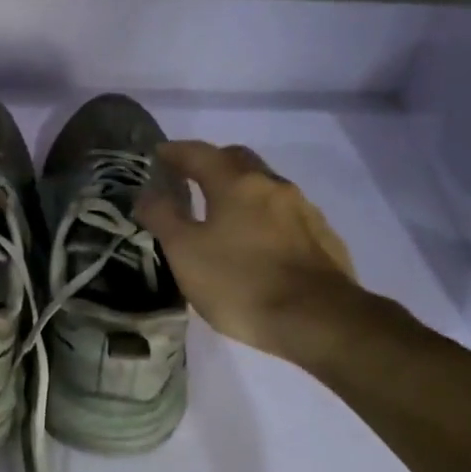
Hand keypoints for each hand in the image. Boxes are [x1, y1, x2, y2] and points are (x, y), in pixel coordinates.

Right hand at [137, 140, 369, 367]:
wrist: (318, 320)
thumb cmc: (240, 283)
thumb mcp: (185, 252)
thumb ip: (163, 217)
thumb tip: (147, 192)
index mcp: (236, 183)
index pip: (199, 153)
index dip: (174, 152)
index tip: (158, 155)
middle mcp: (273, 185)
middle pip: (237, 160)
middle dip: (211, 163)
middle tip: (190, 179)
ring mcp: (303, 210)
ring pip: (265, 187)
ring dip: (240, 191)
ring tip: (223, 214)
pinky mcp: (323, 237)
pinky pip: (285, 215)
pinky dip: (263, 217)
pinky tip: (258, 243)